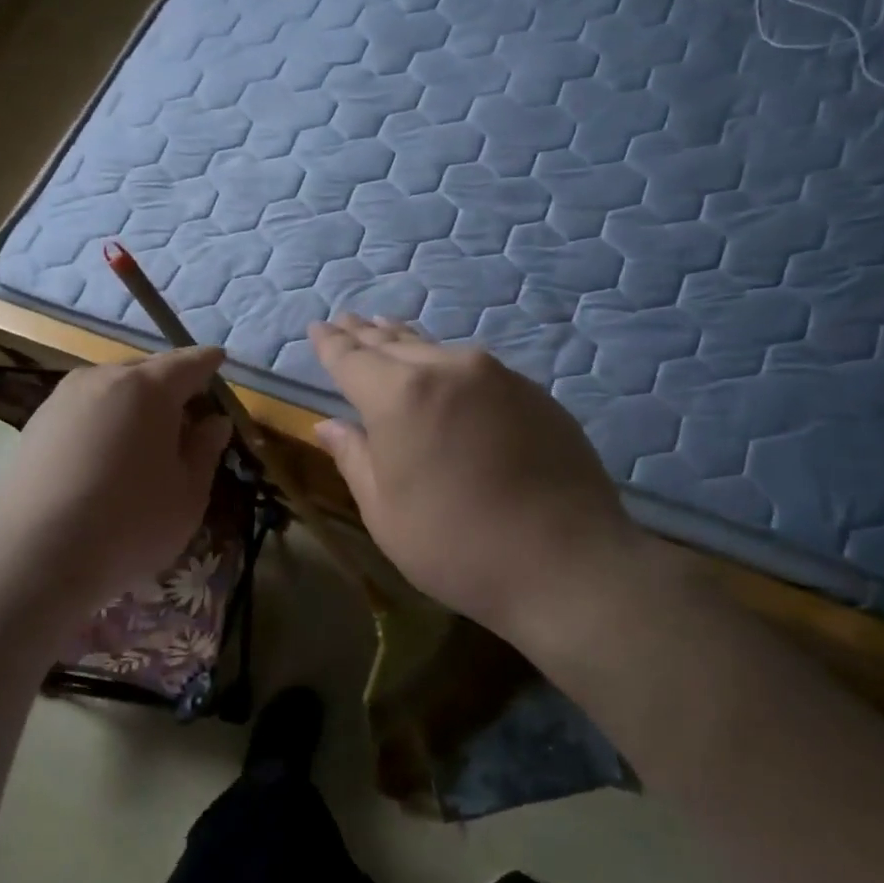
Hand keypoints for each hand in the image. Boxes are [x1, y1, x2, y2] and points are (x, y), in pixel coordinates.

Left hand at [0, 348, 231, 619]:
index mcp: (149, 388)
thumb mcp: (188, 495)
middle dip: (170, 387)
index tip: (220, 361)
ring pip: (111, 390)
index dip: (208, 363)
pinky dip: (102, 421)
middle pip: (147, 371)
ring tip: (145, 439)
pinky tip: (104, 455)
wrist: (33, 558)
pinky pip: (84, 410)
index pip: (189, 362)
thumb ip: (205, 450)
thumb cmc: (129, 524)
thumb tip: (213, 422)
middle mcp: (103, 379)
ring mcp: (62, 398)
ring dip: (133, 405)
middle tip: (187, 415)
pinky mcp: (34, 424)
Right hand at [309, 315, 647, 653]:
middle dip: (366, 334)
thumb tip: (328, 426)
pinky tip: (443, 370)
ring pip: (437, 349)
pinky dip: (447, 364)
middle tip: (347, 320)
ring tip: (387, 328)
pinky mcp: (532, 392)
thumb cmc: (455, 545)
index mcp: (400, 396)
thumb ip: (355, 458)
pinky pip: (474, 368)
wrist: (566, 562)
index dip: (331, 344)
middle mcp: (447, 369)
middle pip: (395, 344)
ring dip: (406, 341)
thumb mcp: (386, 511)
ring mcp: (496, 376)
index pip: (352, 359)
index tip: (318, 328)